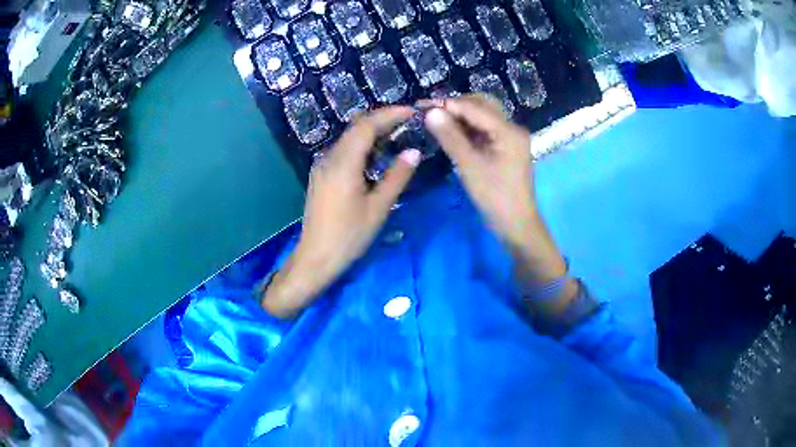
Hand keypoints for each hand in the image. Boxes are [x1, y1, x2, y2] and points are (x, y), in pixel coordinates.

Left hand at [261, 107, 420, 317]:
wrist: (316, 258)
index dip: (389, 114)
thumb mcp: (378, 208)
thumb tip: (414, 151)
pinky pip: (343, 151)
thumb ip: (397, 177)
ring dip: (372, 132)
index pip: (366, 126)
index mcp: (344, 164)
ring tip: (398, 134)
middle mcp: (329, 158)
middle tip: (408, 121)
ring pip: (349, 139)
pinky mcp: (321, 176)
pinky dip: (362, 146)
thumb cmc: (349, 236)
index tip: (412, 111)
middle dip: (382, 120)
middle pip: (356, 128)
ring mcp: (322, 166)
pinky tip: (376, 155)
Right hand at [425, 95, 569, 289]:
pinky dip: (468, 128)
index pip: (474, 107)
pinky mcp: (506, 148)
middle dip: (456, 105)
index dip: (447, 104)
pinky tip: (451, 132)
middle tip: (429, 112)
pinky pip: (485, 130)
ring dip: (461, 116)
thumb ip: (450, 137)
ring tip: (436, 120)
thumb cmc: (495, 197)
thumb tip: (430, 112)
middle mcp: (512, 128)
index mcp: (508, 130)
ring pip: (483, 116)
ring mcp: (510, 138)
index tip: (420, 105)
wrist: (516, 225)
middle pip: (482, 105)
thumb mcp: (470, 166)